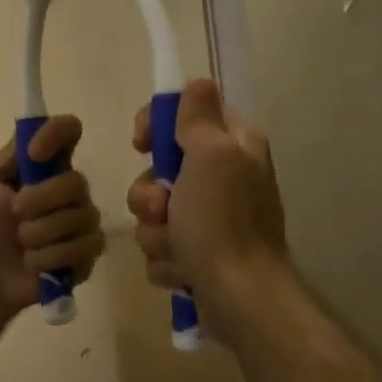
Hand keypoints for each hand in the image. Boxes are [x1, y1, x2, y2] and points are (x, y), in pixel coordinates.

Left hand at [0, 116, 105, 312]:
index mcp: (48, 164)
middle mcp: (72, 188)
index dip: (56, 134)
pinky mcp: (90, 252)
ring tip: (21, 243)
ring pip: (78, 218)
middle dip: (40, 200)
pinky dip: (48, 257)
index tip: (34, 154)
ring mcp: (85, 220)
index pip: (69, 130)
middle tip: (15, 212)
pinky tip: (34, 262)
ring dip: (39, 233)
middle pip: (76, 182)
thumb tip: (30, 137)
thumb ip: (7, 157)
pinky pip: (82, 248)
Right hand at [127, 78, 288, 322]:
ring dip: (155, 232)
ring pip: (153, 212)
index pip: (185, 115)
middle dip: (148, 195)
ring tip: (176, 249)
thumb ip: (198, 118)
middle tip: (162, 208)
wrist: (240, 298)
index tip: (142, 144)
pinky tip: (183, 271)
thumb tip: (198, 83)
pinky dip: (166, 259)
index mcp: (232, 148)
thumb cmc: (223, 222)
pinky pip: (160, 246)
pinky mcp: (197, 255)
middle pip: (159, 170)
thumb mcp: (211, 156)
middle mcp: (223, 180)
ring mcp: (209, 220)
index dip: (157, 125)